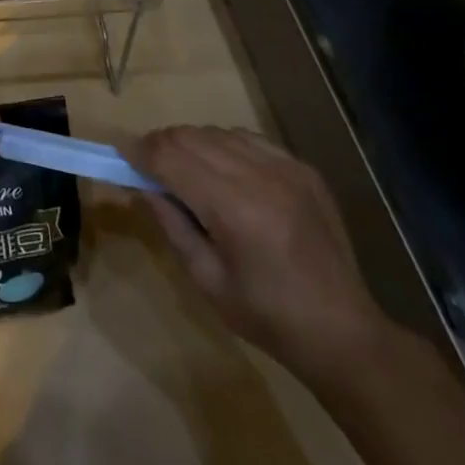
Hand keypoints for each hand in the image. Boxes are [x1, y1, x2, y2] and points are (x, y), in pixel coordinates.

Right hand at [128, 125, 389, 382]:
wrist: (343, 332)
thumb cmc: (267, 316)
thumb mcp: (205, 279)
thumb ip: (170, 224)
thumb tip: (142, 184)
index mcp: (235, 209)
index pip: (170, 157)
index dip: (139, 152)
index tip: (120, 157)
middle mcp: (261, 176)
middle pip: (189, 136)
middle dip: (160, 145)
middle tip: (147, 168)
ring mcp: (287, 168)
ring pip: (216, 131)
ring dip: (190, 144)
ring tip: (184, 172)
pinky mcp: (303, 168)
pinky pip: (247, 138)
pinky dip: (223, 145)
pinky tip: (223, 172)